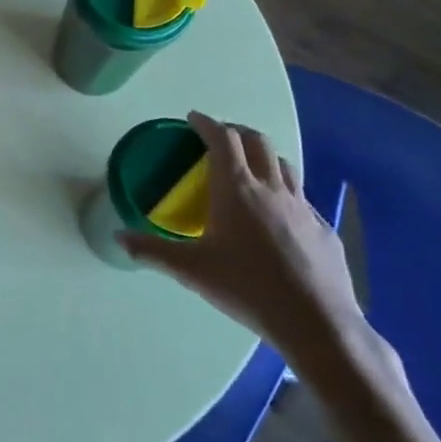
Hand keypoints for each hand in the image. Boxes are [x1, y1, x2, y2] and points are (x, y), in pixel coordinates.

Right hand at [122, 111, 365, 368]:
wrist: (316, 322)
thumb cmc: (246, 287)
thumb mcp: (191, 270)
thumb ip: (152, 250)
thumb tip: (117, 238)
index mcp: (236, 189)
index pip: (222, 139)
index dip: (206, 123)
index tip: (193, 119)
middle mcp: (271, 188)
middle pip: (257, 141)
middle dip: (236, 131)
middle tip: (219, 138)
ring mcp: (302, 207)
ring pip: (283, 164)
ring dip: (263, 156)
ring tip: (250, 168)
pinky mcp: (323, 229)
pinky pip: (301, 197)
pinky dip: (284, 191)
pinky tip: (278, 214)